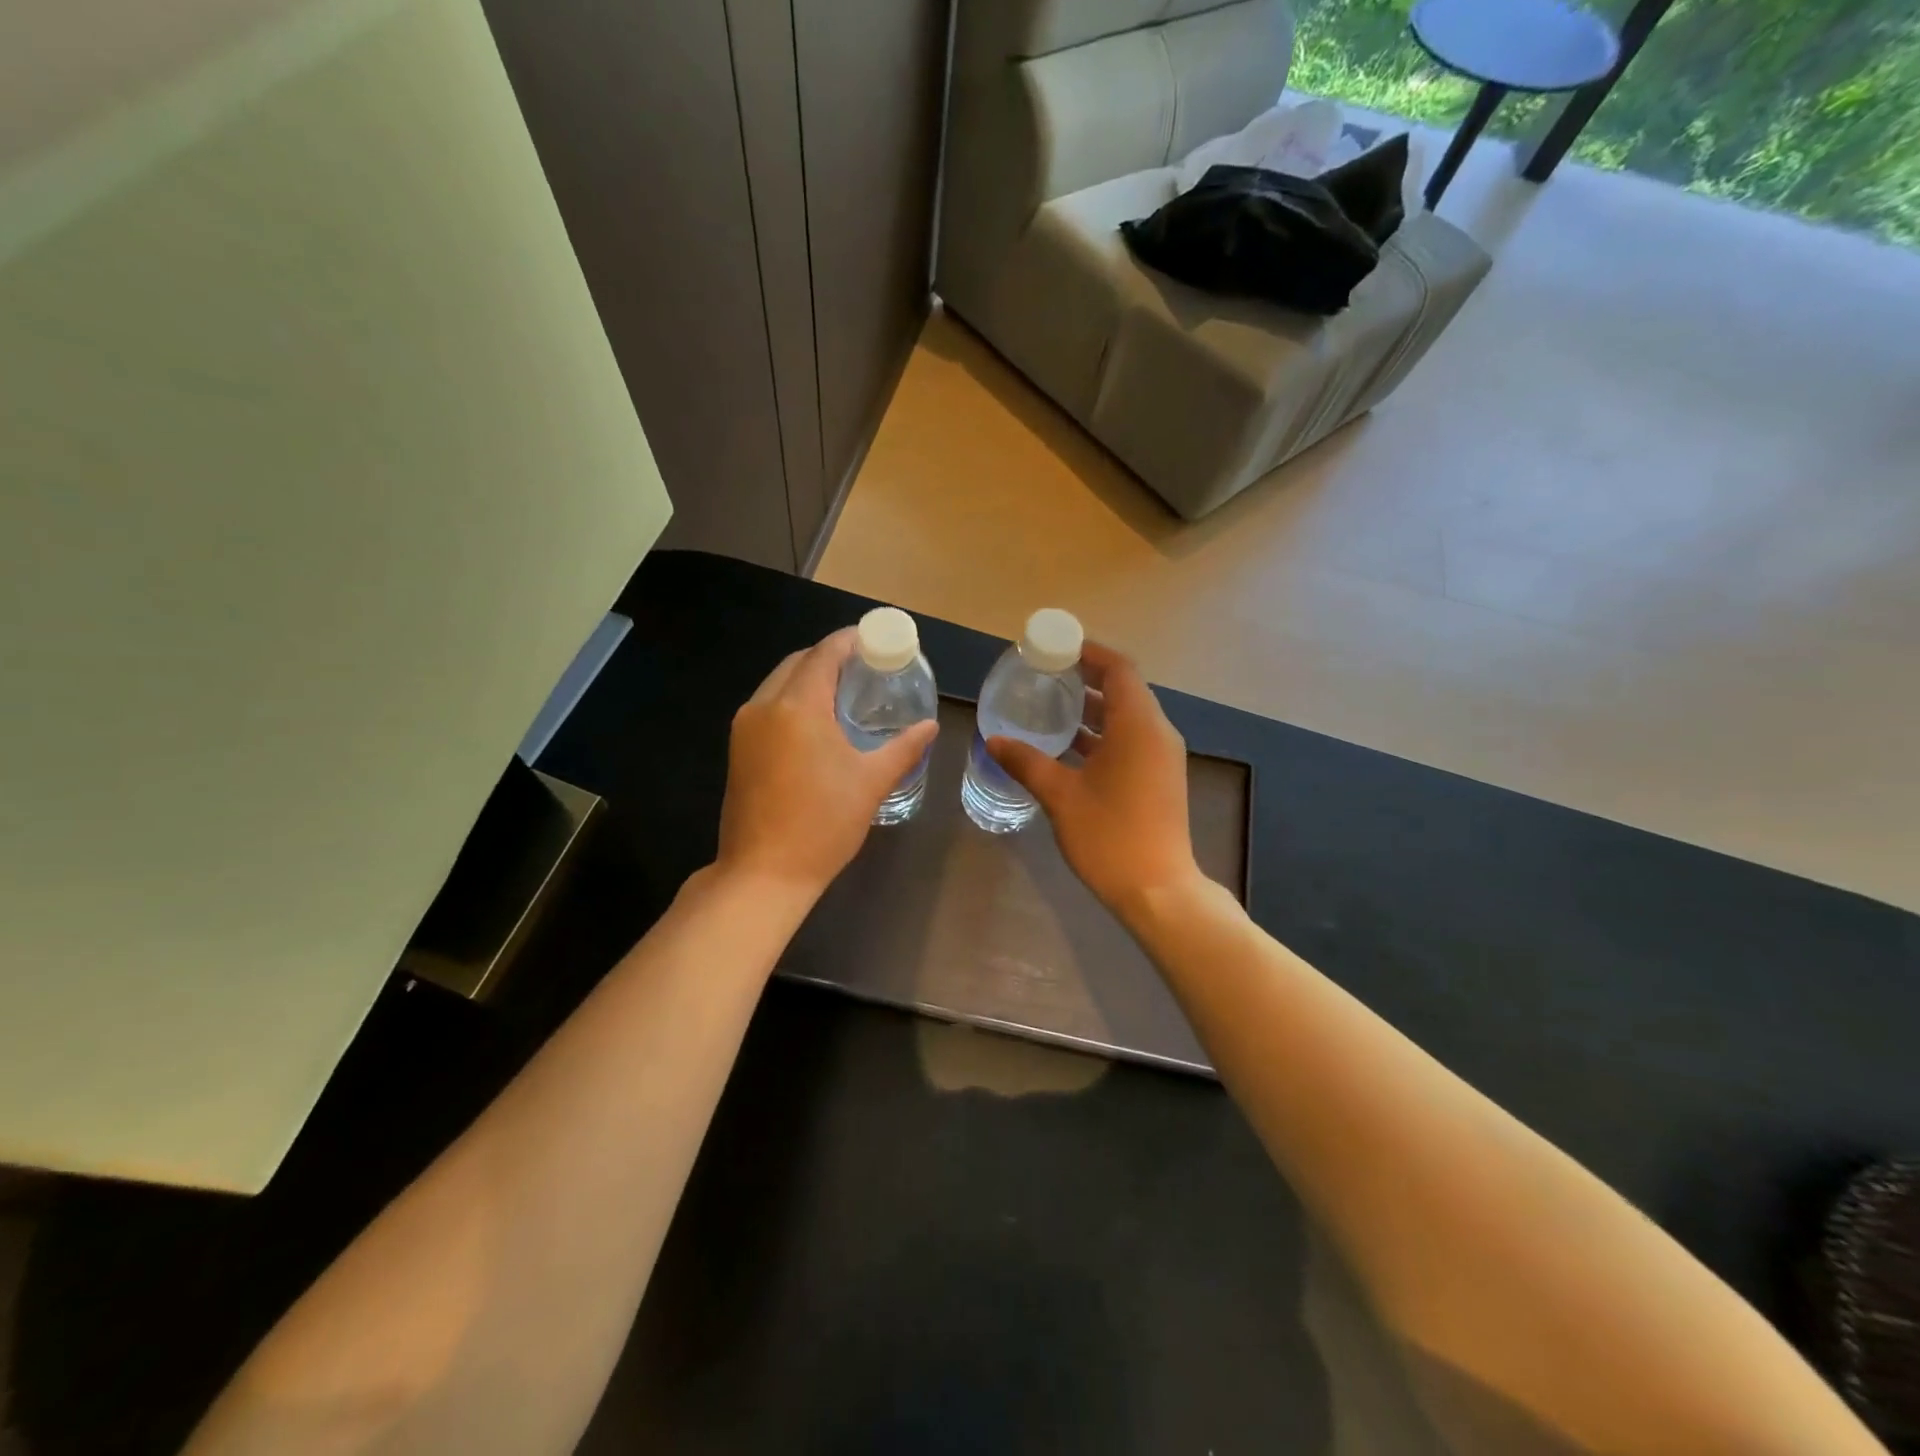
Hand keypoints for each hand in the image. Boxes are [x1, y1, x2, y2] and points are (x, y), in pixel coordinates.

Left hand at [716, 627, 938, 899]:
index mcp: (797, 707)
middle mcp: (764, 706)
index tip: (875, 640)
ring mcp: (745, 728)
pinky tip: (816, 721)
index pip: (824, 654)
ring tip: (844, 691)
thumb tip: (929, 726)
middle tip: (865, 668)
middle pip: (798, 663)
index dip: (850, 641)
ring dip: (808, 677)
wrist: (763, 874)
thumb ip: (904, 748)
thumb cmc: (823, 825)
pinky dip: (792, 700)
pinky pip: (768, 706)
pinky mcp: (738, 749)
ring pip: (778, 683)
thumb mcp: (871, 782)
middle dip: (830, 657)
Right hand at [988, 642, 1199, 914]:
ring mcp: (1161, 756)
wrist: (1158, 890)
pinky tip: (1069, 746)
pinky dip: (1102, 734)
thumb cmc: (1110, 836)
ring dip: (1093, 709)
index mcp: (1139, 726)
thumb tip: (994, 740)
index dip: (1089, 652)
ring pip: (1127, 716)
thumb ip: (1027, 762)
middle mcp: (1157, 732)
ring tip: (1051, 706)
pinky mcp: (1159, 777)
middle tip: (1045, 676)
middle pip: (1124, 689)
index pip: (1119, 669)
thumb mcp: (1061, 796)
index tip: (1055, 649)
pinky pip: (1131, 739)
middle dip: (1086, 678)